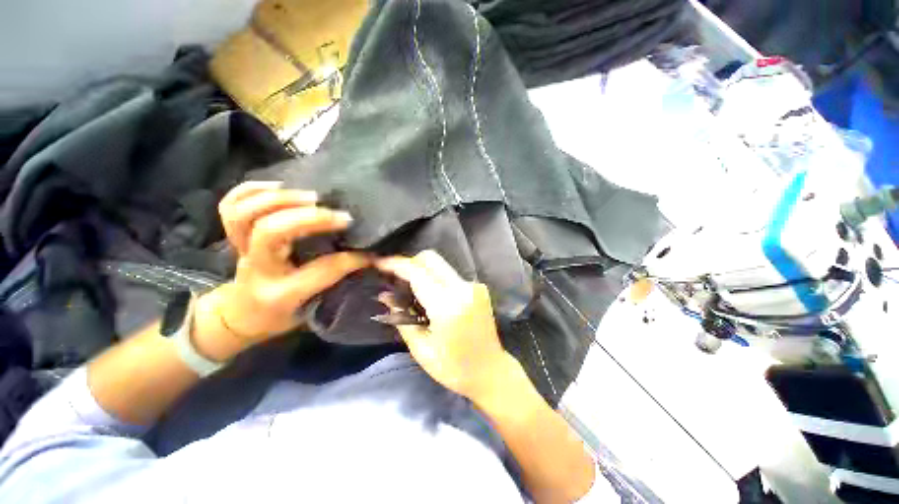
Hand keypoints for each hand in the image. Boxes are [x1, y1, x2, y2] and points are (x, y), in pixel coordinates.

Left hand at [202, 181, 370, 347]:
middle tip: (340, 216)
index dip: (348, 260)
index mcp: (280, 294)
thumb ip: (336, 281)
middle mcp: (257, 269)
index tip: (369, 254)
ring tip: (312, 197)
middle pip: (271, 232)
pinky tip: (279, 186)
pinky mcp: (235, 237)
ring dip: (280, 199)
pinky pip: (229, 206)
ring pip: (244, 215)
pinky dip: (250, 190)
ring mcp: (240, 250)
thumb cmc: (281, 315)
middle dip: (309, 218)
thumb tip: (366, 258)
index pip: (317, 271)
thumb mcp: (312, 308)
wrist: (241, 316)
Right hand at [376, 250, 516, 401]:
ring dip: (422, 271)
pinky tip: (430, 296)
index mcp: (448, 306)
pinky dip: (435, 278)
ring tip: (410, 290)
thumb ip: (402, 318)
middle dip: (409, 263)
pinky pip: (450, 274)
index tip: (380, 264)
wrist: (491, 371)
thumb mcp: (421, 349)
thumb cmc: (454, 368)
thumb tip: (386, 295)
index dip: (396, 265)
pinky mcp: (478, 288)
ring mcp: (474, 286)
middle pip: (431, 259)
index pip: (417, 273)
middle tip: (395, 279)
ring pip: (440, 265)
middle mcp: (463, 288)